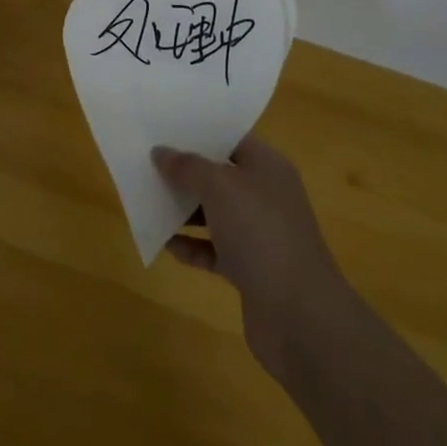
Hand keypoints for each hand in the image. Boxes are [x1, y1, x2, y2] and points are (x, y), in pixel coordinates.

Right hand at [152, 135, 346, 382]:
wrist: (299, 315)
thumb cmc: (260, 233)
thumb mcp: (219, 187)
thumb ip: (187, 166)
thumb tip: (161, 152)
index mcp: (267, 167)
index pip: (231, 139)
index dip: (199, 134)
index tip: (162, 130)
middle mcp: (266, 196)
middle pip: (220, 176)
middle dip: (185, 172)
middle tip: (147, 164)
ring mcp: (260, 234)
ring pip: (215, 213)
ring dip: (184, 210)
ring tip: (148, 201)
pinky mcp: (250, 270)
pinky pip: (214, 249)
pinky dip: (191, 246)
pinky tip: (165, 243)